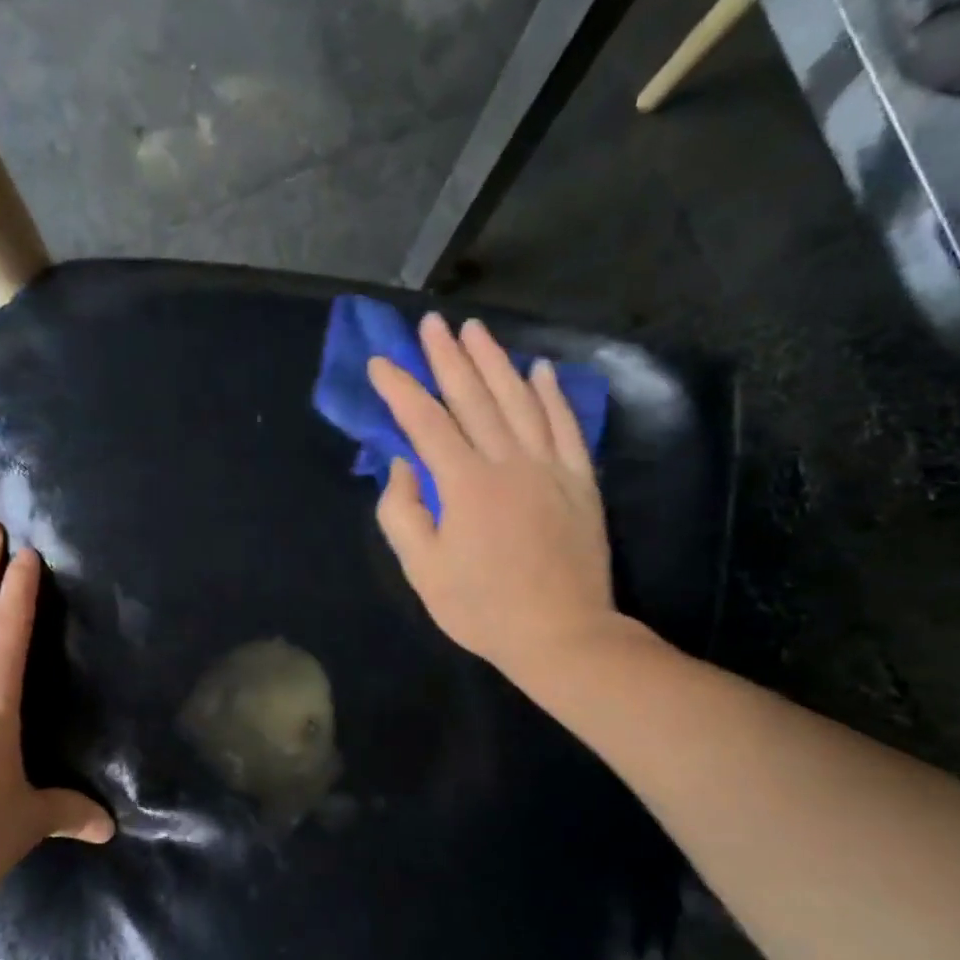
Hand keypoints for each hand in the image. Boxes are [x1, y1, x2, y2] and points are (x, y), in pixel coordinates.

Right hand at [369, 314, 645, 689]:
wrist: (561, 634)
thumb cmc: (481, 608)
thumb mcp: (422, 570)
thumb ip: (401, 512)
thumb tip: (402, 465)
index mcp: (464, 484)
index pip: (426, 423)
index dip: (400, 389)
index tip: (380, 363)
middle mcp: (508, 462)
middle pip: (474, 397)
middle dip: (448, 358)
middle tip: (431, 324)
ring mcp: (549, 467)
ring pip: (520, 400)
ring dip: (495, 362)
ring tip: (476, 331)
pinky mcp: (579, 481)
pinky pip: (565, 425)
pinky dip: (551, 394)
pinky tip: (539, 369)